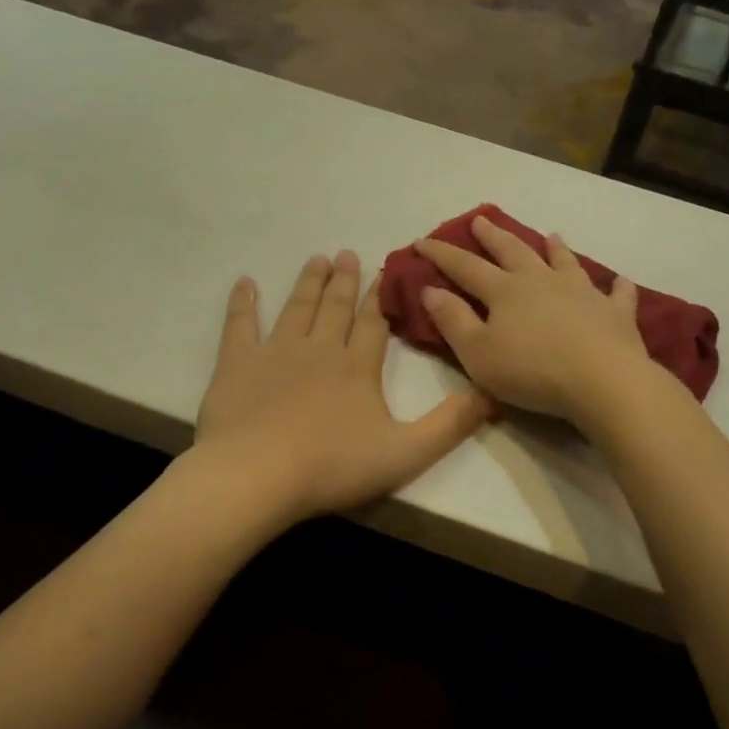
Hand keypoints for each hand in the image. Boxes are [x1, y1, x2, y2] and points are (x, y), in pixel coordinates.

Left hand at [195, 251, 492, 522]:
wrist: (257, 474)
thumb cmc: (332, 466)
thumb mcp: (406, 453)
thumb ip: (449, 425)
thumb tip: (492, 394)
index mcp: (357, 367)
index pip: (374, 324)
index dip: (381, 297)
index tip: (385, 271)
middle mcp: (319, 349)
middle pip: (335, 307)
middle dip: (345, 280)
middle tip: (348, 254)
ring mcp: (275, 352)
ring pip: (296, 308)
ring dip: (308, 282)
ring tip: (317, 259)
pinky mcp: (237, 364)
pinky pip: (240, 324)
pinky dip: (243, 302)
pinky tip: (245, 283)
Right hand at [416, 216, 654, 425]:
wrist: (602, 380)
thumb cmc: (532, 370)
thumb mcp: (477, 352)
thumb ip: (452, 320)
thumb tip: (430, 290)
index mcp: (505, 291)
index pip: (465, 267)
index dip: (442, 254)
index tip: (422, 241)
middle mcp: (542, 281)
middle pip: (513, 252)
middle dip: (494, 237)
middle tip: (480, 220)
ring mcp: (582, 293)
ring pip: (565, 263)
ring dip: (555, 249)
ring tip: (552, 236)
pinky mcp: (615, 313)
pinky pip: (616, 294)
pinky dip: (616, 286)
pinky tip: (618, 282)